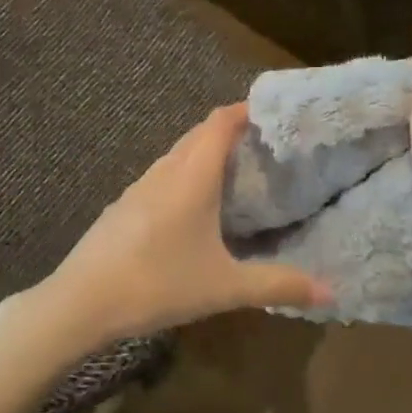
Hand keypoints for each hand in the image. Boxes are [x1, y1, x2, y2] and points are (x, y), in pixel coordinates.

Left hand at [32, 105, 330, 357]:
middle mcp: (164, 172)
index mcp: (191, 177)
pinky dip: (184, 175)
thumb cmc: (158, 283)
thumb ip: (278, 284)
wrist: (80, 302)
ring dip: (203, 153)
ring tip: (233, 173)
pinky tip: (192, 208)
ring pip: (176, 155)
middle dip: (229, 131)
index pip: (219, 123)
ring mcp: (137, 188)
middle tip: (262, 145)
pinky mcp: (122, 207)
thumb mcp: (225, 287)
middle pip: (198, 134)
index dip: (244, 111)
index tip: (271, 112)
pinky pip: (161, 176)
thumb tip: (331, 291)